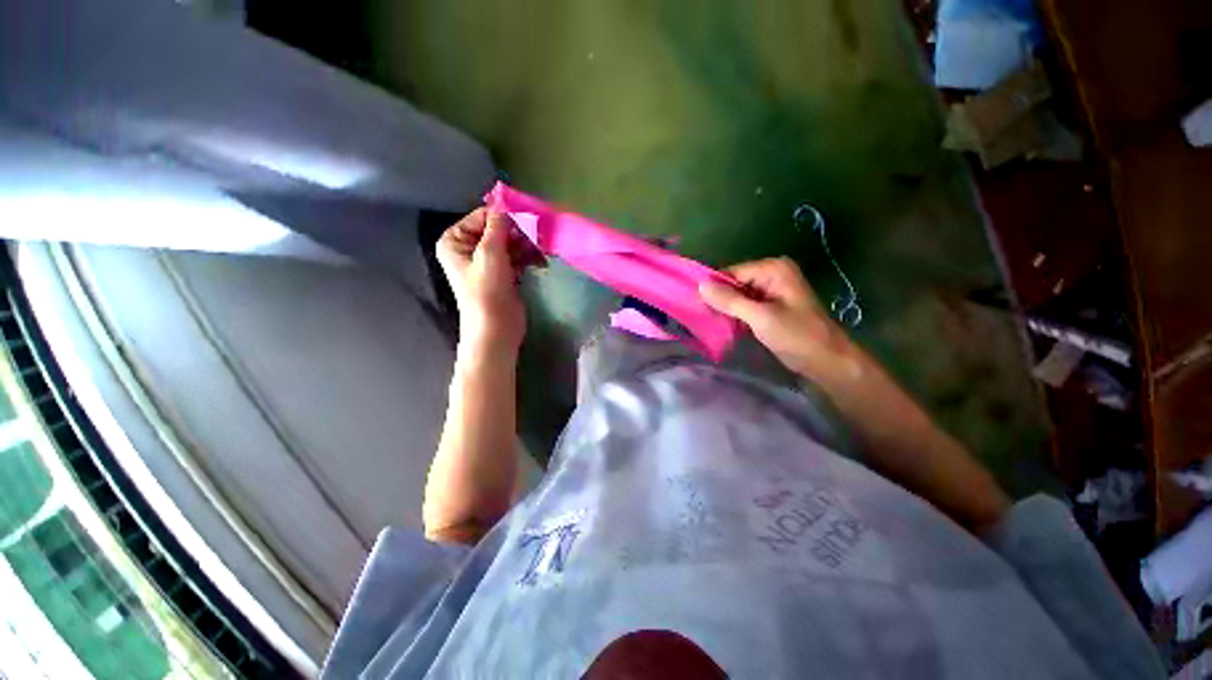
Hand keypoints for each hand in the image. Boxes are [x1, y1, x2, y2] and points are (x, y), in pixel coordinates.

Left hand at [436, 209, 543, 354]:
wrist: (496, 329)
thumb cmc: (487, 291)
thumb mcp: (490, 254)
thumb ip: (498, 226)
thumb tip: (505, 204)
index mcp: (455, 240)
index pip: (482, 217)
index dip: (504, 216)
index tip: (527, 218)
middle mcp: (469, 248)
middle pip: (498, 230)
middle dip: (519, 232)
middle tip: (539, 235)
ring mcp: (487, 262)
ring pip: (511, 243)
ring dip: (527, 245)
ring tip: (542, 252)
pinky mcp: (503, 274)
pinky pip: (517, 257)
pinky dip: (529, 257)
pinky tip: (541, 262)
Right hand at [699, 257, 851, 376]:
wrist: (826, 361)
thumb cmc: (797, 335)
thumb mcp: (760, 317)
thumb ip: (730, 301)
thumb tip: (700, 285)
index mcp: (773, 269)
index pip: (732, 272)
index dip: (714, 288)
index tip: (697, 305)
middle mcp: (772, 275)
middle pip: (734, 283)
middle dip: (719, 300)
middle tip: (703, 316)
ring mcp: (771, 291)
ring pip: (737, 296)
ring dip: (726, 310)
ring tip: (711, 322)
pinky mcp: (769, 307)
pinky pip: (744, 306)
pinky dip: (734, 316)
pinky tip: (724, 326)